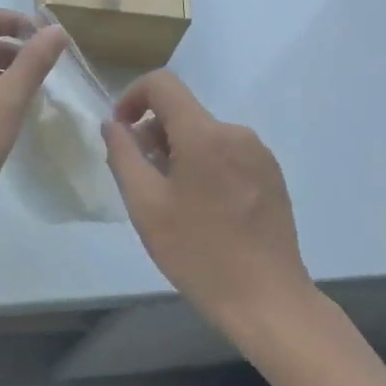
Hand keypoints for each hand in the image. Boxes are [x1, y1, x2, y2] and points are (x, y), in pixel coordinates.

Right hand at [102, 71, 312, 332]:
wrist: (269, 301)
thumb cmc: (199, 254)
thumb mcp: (146, 206)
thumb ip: (123, 156)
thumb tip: (113, 125)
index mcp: (204, 134)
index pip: (162, 84)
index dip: (132, 97)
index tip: (121, 132)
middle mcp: (236, 133)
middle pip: (182, 112)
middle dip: (154, 135)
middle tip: (142, 182)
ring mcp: (259, 153)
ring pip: (204, 134)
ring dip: (178, 153)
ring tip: (172, 202)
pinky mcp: (272, 175)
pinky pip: (226, 153)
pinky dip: (204, 166)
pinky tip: (203, 210)